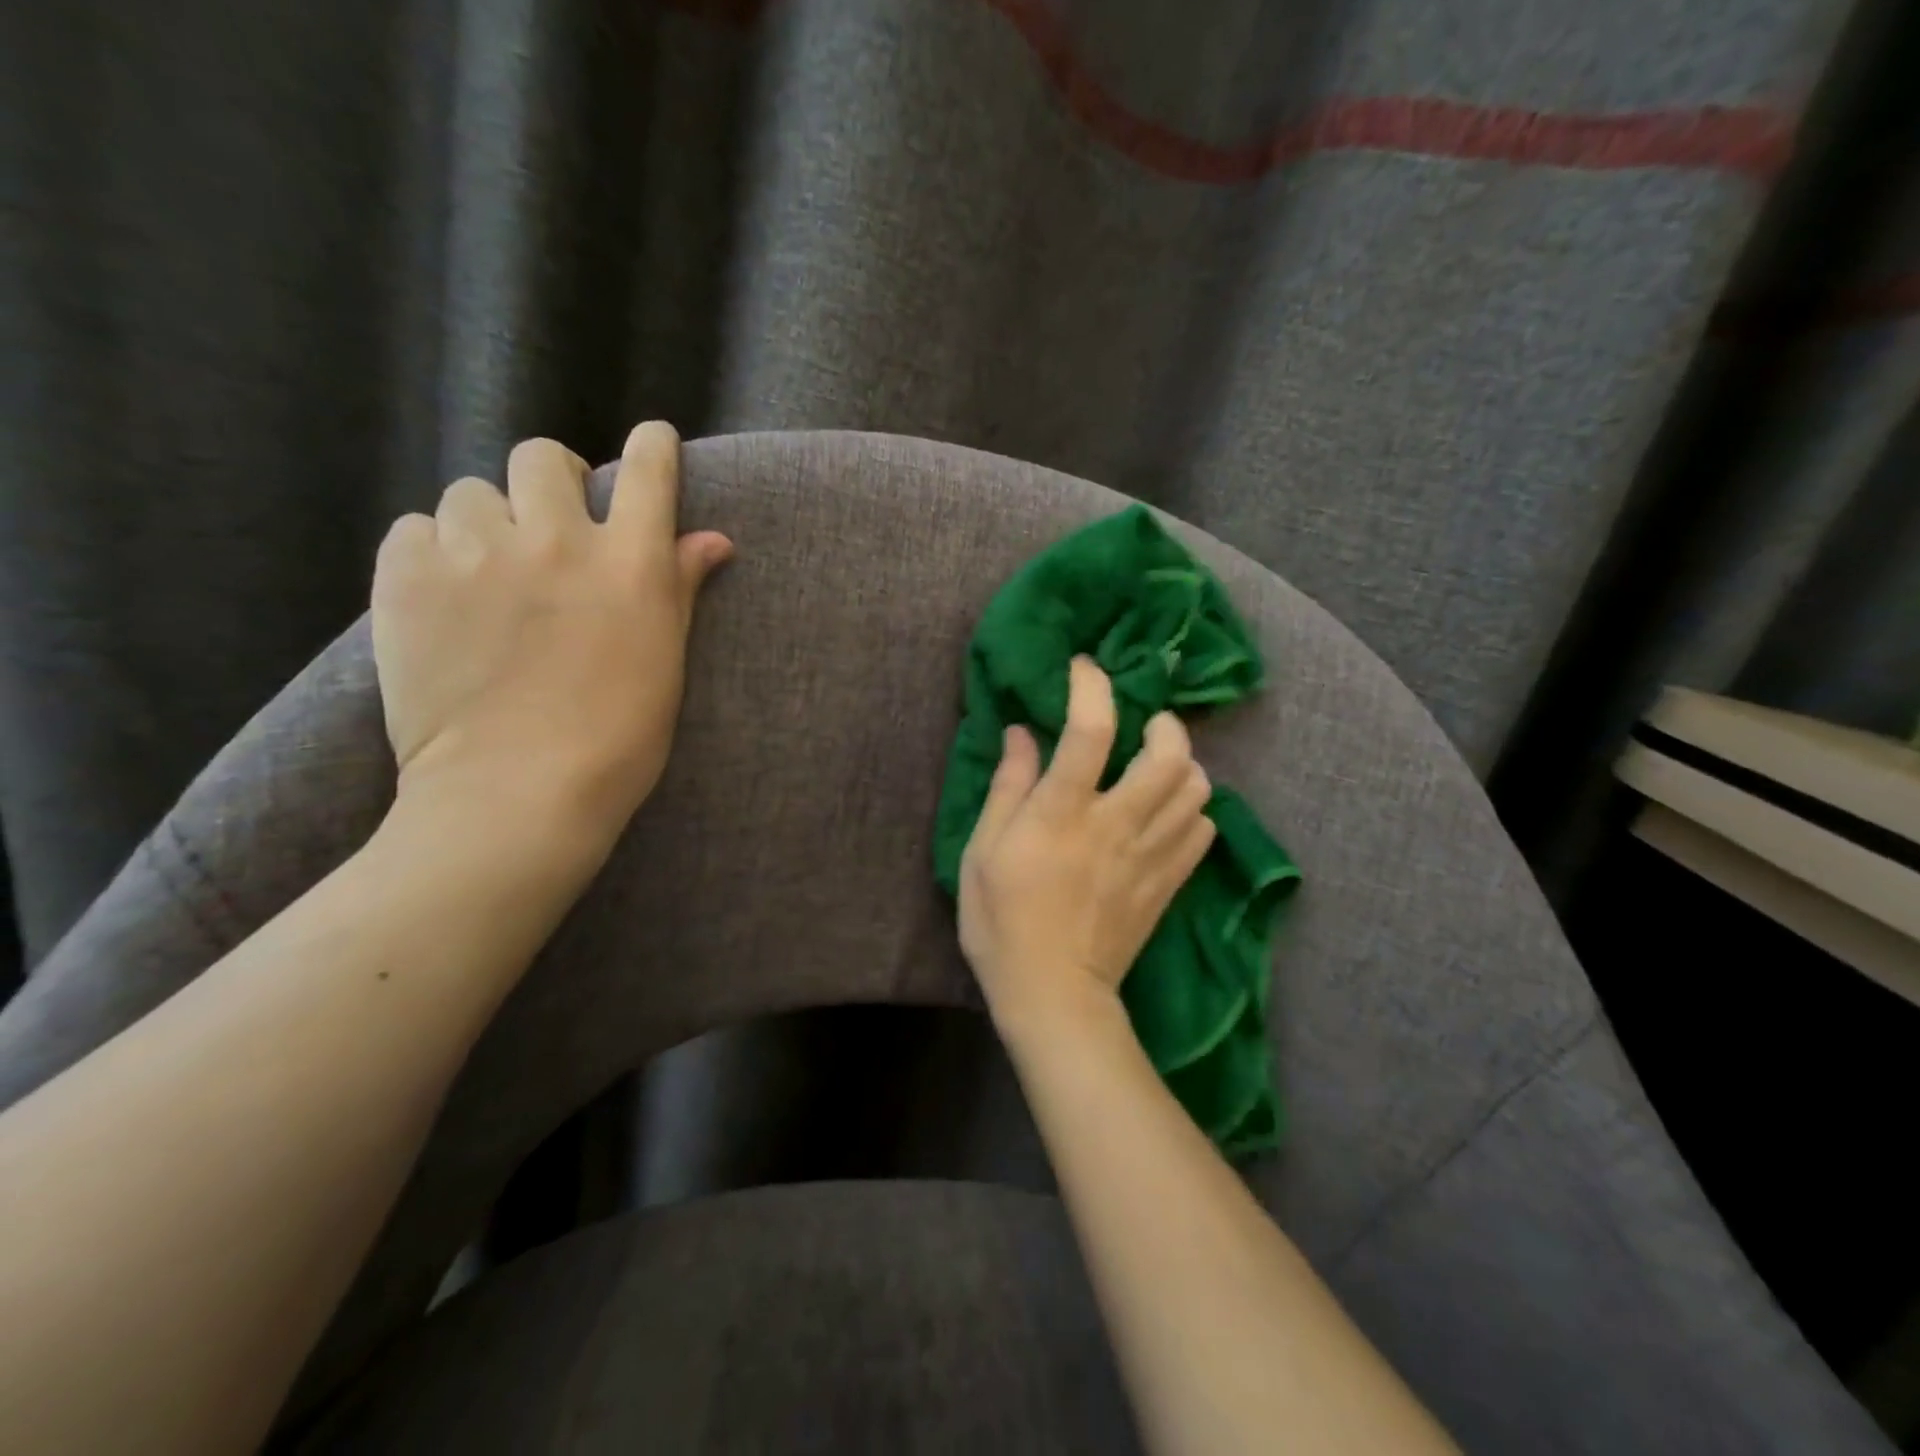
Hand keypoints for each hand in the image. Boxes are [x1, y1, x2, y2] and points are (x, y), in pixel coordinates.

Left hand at [371, 422, 731, 852]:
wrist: (518, 792)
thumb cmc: (619, 738)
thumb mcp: (665, 661)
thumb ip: (680, 586)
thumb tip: (712, 539)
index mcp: (631, 562)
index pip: (649, 470)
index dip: (652, 447)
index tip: (651, 444)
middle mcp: (558, 539)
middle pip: (544, 457)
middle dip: (553, 478)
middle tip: (550, 524)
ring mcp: (478, 553)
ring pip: (472, 493)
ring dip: (487, 522)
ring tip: (489, 573)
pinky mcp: (408, 577)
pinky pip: (415, 529)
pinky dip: (433, 551)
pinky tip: (447, 597)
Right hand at [958, 657, 1215, 1033]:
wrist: (1053, 994)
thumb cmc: (1002, 922)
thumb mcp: (982, 851)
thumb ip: (1007, 787)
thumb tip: (1021, 732)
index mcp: (1062, 813)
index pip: (1091, 729)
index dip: (1092, 686)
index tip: (1084, 668)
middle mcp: (1116, 824)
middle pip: (1170, 754)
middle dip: (1164, 724)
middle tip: (1145, 723)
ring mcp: (1150, 856)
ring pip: (1197, 790)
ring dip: (1182, 764)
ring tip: (1157, 766)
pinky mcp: (1169, 884)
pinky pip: (1203, 831)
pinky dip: (1194, 810)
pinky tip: (1169, 813)